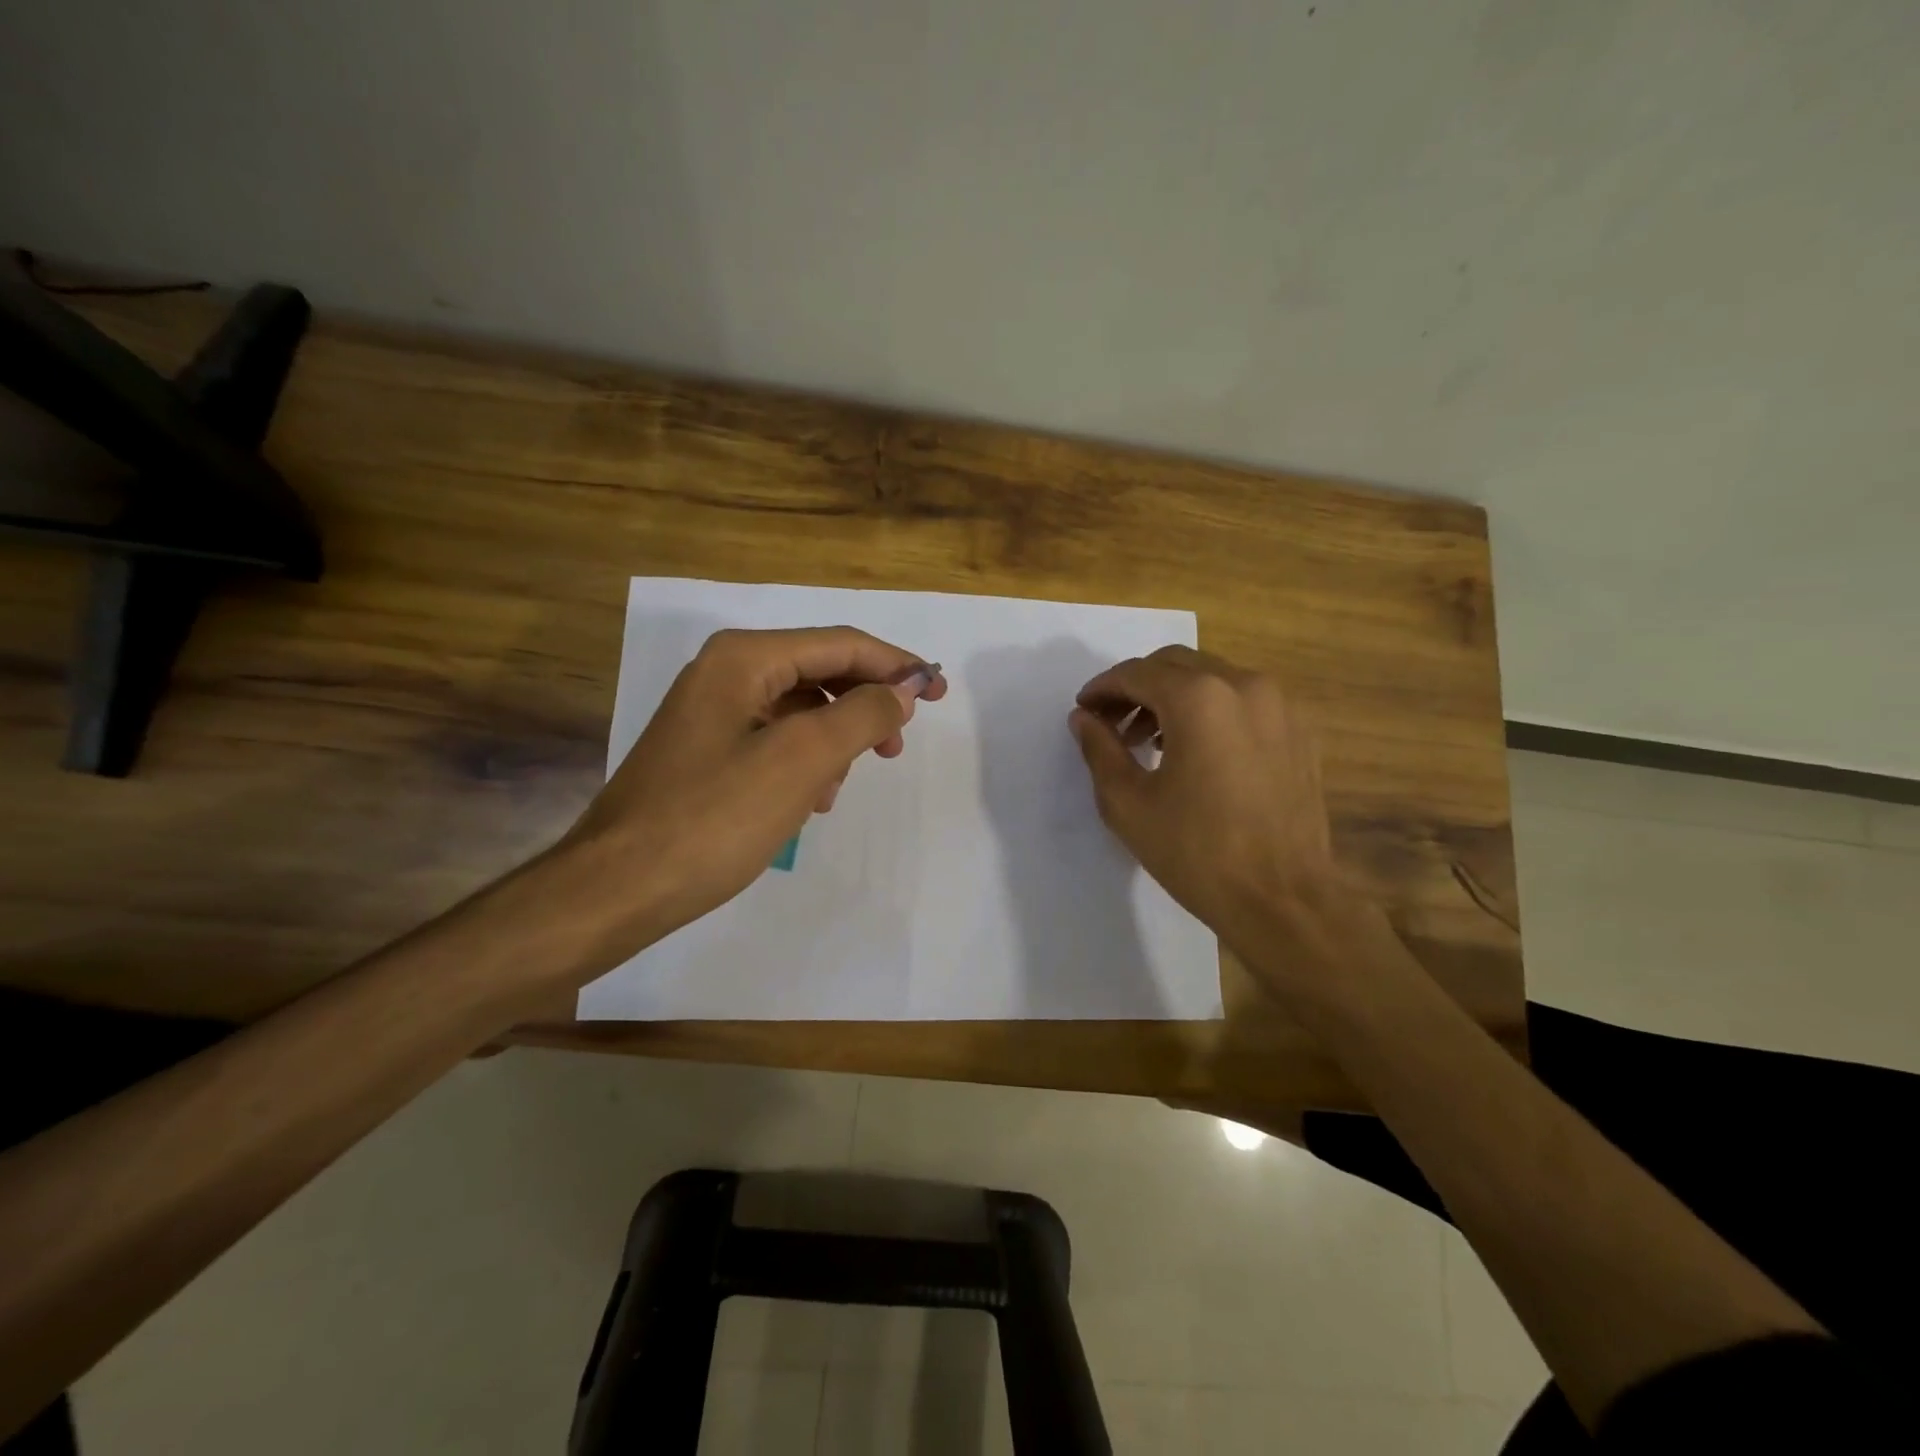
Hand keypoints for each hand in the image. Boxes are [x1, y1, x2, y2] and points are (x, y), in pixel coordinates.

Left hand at [554, 626, 944, 965]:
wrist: (618, 886)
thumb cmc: (714, 817)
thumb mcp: (802, 760)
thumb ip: (861, 715)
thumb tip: (902, 690)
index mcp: (744, 659)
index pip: (841, 644)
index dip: (896, 666)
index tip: (939, 694)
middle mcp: (726, 672)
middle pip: (820, 672)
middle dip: (865, 705)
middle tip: (896, 747)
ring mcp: (712, 712)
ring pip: (800, 710)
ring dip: (835, 739)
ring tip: (841, 785)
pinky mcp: (706, 751)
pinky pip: (775, 740)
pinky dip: (804, 762)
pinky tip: (809, 801)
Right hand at [1069, 645, 1346, 952]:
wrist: (1283, 900)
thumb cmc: (1196, 852)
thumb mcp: (1128, 803)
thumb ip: (1100, 749)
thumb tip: (1084, 718)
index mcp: (1199, 698)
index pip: (1137, 673)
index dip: (1103, 688)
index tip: (1083, 710)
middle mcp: (1244, 686)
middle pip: (1176, 665)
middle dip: (1137, 687)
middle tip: (1111, 723)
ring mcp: (1279, 706)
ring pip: (1212, 679)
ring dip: (1173, 697)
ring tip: (1149, 741)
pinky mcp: (1299, 731)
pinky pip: (1243, 702)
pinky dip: (1210, 711)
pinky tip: (1195, 751)